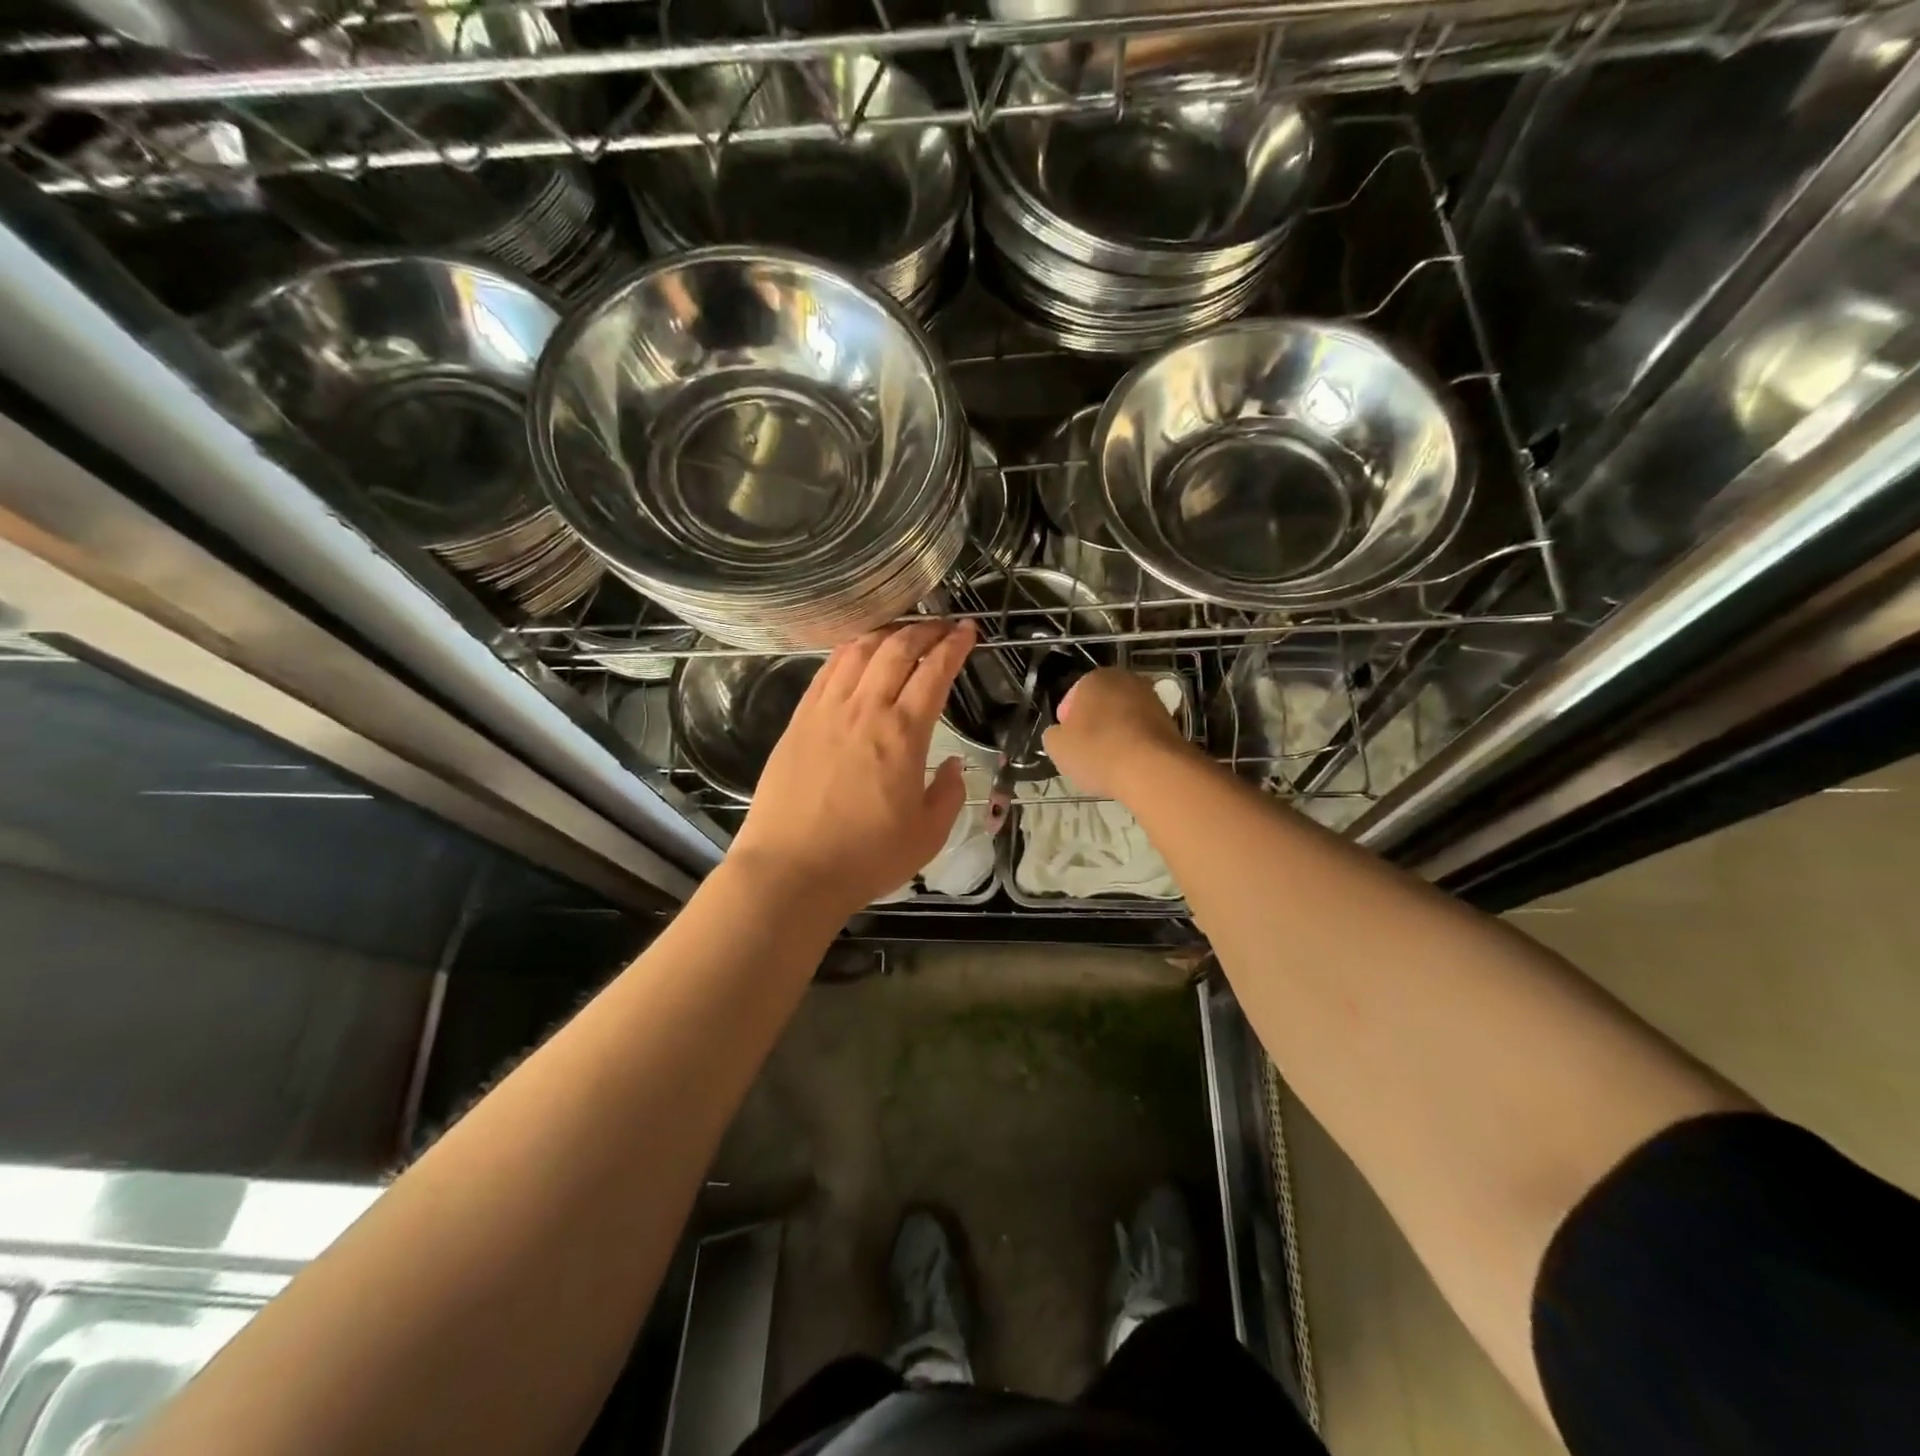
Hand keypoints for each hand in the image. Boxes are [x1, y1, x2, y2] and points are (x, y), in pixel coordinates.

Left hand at [729, 620, 975, 917]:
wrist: (790, 871)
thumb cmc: (865, 857)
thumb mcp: (928, 835)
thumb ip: (949, 793)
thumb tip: (953, 765)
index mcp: (903, 733)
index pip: (934, 671)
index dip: (954, 645)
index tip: (968, 631)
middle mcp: (864, 710)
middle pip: (896, 649)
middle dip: (924, 629)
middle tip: (941, 626)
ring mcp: (826, 711)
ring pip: (858, 651)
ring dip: (885, 633)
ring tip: (902, 631)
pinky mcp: (799, 721)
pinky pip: (826, 671)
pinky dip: (848, 652)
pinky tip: (857, 653)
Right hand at [1042, 666, 1194, 801]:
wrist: (1153, 770)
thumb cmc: (1098, 751)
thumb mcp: (1057, 747)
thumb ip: (1053, 735)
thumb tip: (1060, 734)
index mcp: (1095, 678)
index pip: (1072, 698)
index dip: (1066, 723)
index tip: (1067, 744)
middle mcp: (1126, 680)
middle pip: (1100, 705)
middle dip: (1093, 725)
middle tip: (1086, 753)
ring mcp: (1152, 699)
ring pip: (1123, 718)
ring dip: (1115, 735)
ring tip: (1109, 763)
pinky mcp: (1171, 721)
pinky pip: (1142, 733)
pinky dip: (1135, 746)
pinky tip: (1130, 766)